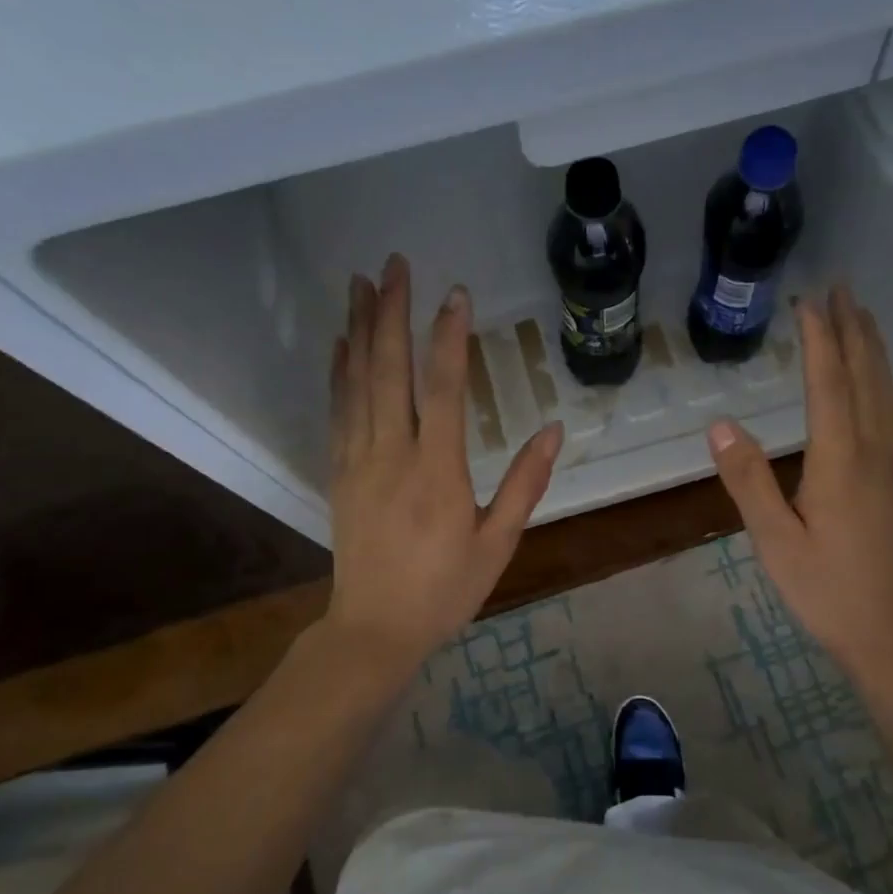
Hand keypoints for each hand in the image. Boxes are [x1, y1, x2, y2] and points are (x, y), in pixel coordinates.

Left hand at [325, 254, 563, 670]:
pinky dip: (339, 370)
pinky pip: (337, 409)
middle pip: (388, 370)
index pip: (444, 390)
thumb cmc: (445, 589)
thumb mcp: (498, 543)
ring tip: (361, 283)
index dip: (449, 337)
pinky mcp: (339, 471)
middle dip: (391, 312)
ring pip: (356, 382)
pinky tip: (341, 342)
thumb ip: (527, 483)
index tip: (455, 293)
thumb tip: (555, 429)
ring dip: (359, 329)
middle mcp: (392, 455)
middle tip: (394, 264)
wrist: (374, 629)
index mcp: (437, 472)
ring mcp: (358, 460)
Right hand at [707, 286, 892, 675]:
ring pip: (884, 392)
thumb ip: (748, 481)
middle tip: (842, 286)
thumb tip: (719, 426)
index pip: (829, 386)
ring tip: (862, 315)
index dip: (819, 340)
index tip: (809, 301)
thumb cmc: (825, 588)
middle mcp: (874, 452)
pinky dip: (881, 380)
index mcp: (841, 462)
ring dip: (872, 349)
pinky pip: (890, 412)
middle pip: (866, 377)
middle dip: (853, 329)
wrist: (889, 631)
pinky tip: (875, 380)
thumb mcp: (774, 540)